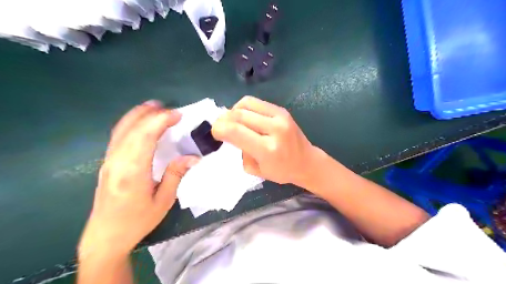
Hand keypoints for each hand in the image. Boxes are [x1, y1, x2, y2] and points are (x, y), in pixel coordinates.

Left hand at [79, 100, 197, 258]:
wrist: (106, 236)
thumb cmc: (138, 221)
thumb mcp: (163, 201)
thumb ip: (176, 174)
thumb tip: (193, 157)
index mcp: (132, 172)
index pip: (145, 136)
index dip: (161, 121)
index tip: (177, 115)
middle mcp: (117, 161)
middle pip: (132, 129)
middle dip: (152, 115)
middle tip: (170, 110)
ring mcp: (109, 161)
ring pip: (121, 129)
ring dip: (138, 115)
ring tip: (155, 107)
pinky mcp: (107, 163)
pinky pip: (118, 136)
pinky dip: (129, 123)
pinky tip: (139, 122)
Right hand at [212, 96, 316, 186]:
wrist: (306, 161)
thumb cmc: (281, 171)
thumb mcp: (255, 169)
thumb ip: (240, 150)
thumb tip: (229, 132)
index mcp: (267, 149)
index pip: (236, 131)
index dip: (219, 129)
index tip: (215, 133)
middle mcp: (274, 129)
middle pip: (238, 115)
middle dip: (223, 119)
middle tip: (220, 126)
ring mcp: (280, 116)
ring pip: (245, 104)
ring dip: (233, 111)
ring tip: (233, 122)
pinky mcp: (281, 110)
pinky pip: (255, 102)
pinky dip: (244, 107)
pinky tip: (245, 117)